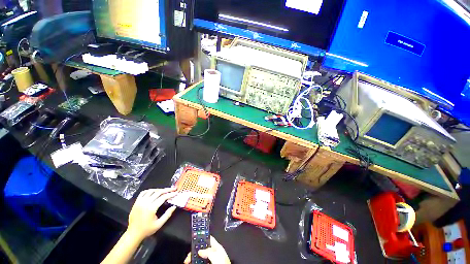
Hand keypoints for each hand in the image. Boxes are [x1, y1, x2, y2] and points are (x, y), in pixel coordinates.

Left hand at [127, 188, 177, 240]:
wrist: (133, 234)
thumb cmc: (147, 230)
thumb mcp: (159, 224)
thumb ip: (167, 215)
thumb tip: (174, 207)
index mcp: (151, 208)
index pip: (163, 197)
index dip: (171, 194)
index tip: (176, 193)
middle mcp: (145, 203)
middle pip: (158, 192)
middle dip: (167, 190)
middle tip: (173, 189)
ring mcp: (140, 202)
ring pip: (151, 191)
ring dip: (159, 189)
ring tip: (165, 190)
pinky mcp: (136, 202)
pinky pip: (143, 193)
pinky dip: (150, 190)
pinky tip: (154, 191)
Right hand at [184, 236, 230, 263]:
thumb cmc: (223, 262)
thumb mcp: (216, 254)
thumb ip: (208, 251)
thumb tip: (200, 250)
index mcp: (217, 247)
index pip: (208, 238)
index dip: (202, 237)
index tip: (194, 237)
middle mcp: (213, 252)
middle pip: (202, 248)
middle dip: (195, 250)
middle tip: (189, 255)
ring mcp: (211, 259)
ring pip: (200, 256)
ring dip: (194, 257)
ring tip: (188, 260)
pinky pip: (201, 262)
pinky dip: (196, 262)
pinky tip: (192, 262)